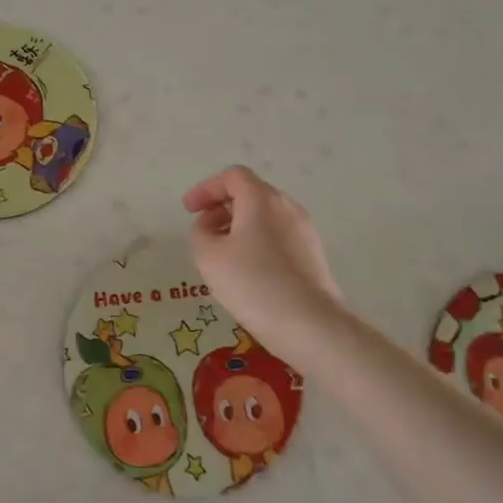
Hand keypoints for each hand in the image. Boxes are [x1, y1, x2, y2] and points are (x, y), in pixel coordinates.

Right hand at [182, 166, 341, 353]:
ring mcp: (304, 231)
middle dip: (222, 207)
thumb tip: (209, 227)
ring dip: (239, 226)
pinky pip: (279, 236)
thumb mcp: (208, 256)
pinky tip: (247, 271)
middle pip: (251, 193)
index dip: (206, 189)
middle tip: (203, 231)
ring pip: (266, 216)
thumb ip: (200, 232)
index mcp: (261, 199)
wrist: (310, 325)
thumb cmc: (253, 283)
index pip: (232, 177)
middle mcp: (287, 207)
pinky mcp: (313, 256)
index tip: (189, 210)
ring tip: (222, 254)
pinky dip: (257, 242)